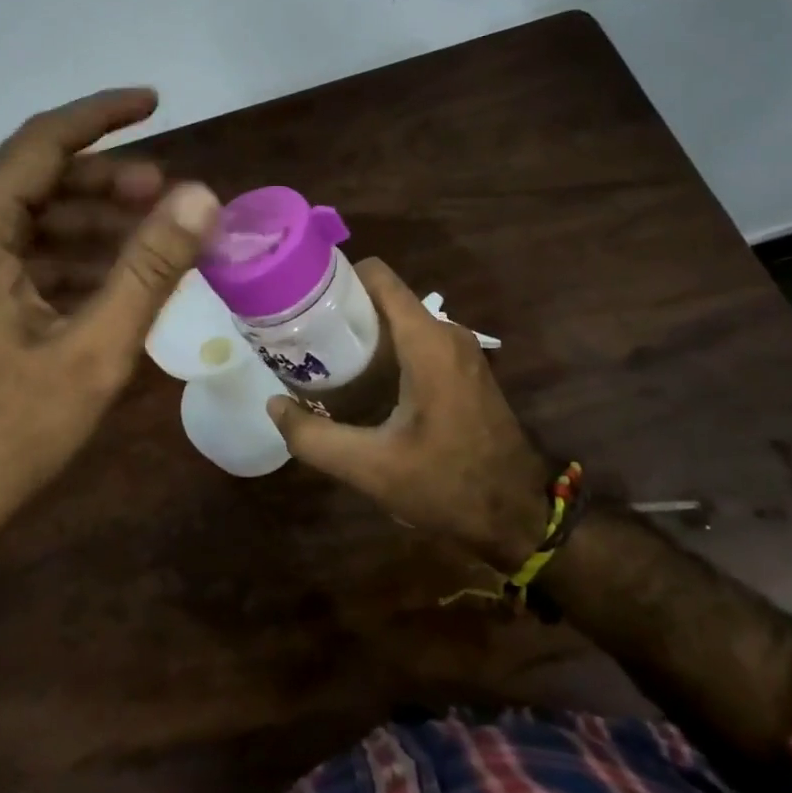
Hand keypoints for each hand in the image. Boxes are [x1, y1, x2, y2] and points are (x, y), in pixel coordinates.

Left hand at [0, 87, 219, 548]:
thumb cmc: (8, 433)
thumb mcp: (93, 349)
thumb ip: (148, 268)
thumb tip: (201, 195)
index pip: (40, 145)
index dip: (101, 116)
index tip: (155, 101)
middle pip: (37, 185)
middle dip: (108, 183)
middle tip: (172, 195)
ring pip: (32, 228)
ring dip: (94, 228)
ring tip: (156, 242)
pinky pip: (21, 267)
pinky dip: (71, 265)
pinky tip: (116, 287)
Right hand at [264, 257, 553, 570]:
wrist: (517, 515)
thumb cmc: (446, 484)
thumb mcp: (370, 468)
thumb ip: (313, 438)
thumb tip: (274, 405)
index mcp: (427, 342)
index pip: (378, 277)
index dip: (336, 277)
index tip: (300, 298)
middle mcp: (448, 334)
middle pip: (384, 299)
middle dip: (341, 312)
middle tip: (300, 338)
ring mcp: (461, 352)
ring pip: (400, 323)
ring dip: (362, 336)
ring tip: (321, 361)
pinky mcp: (465, 372)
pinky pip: (416, 343)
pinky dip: (385, 353)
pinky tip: (359, 385)